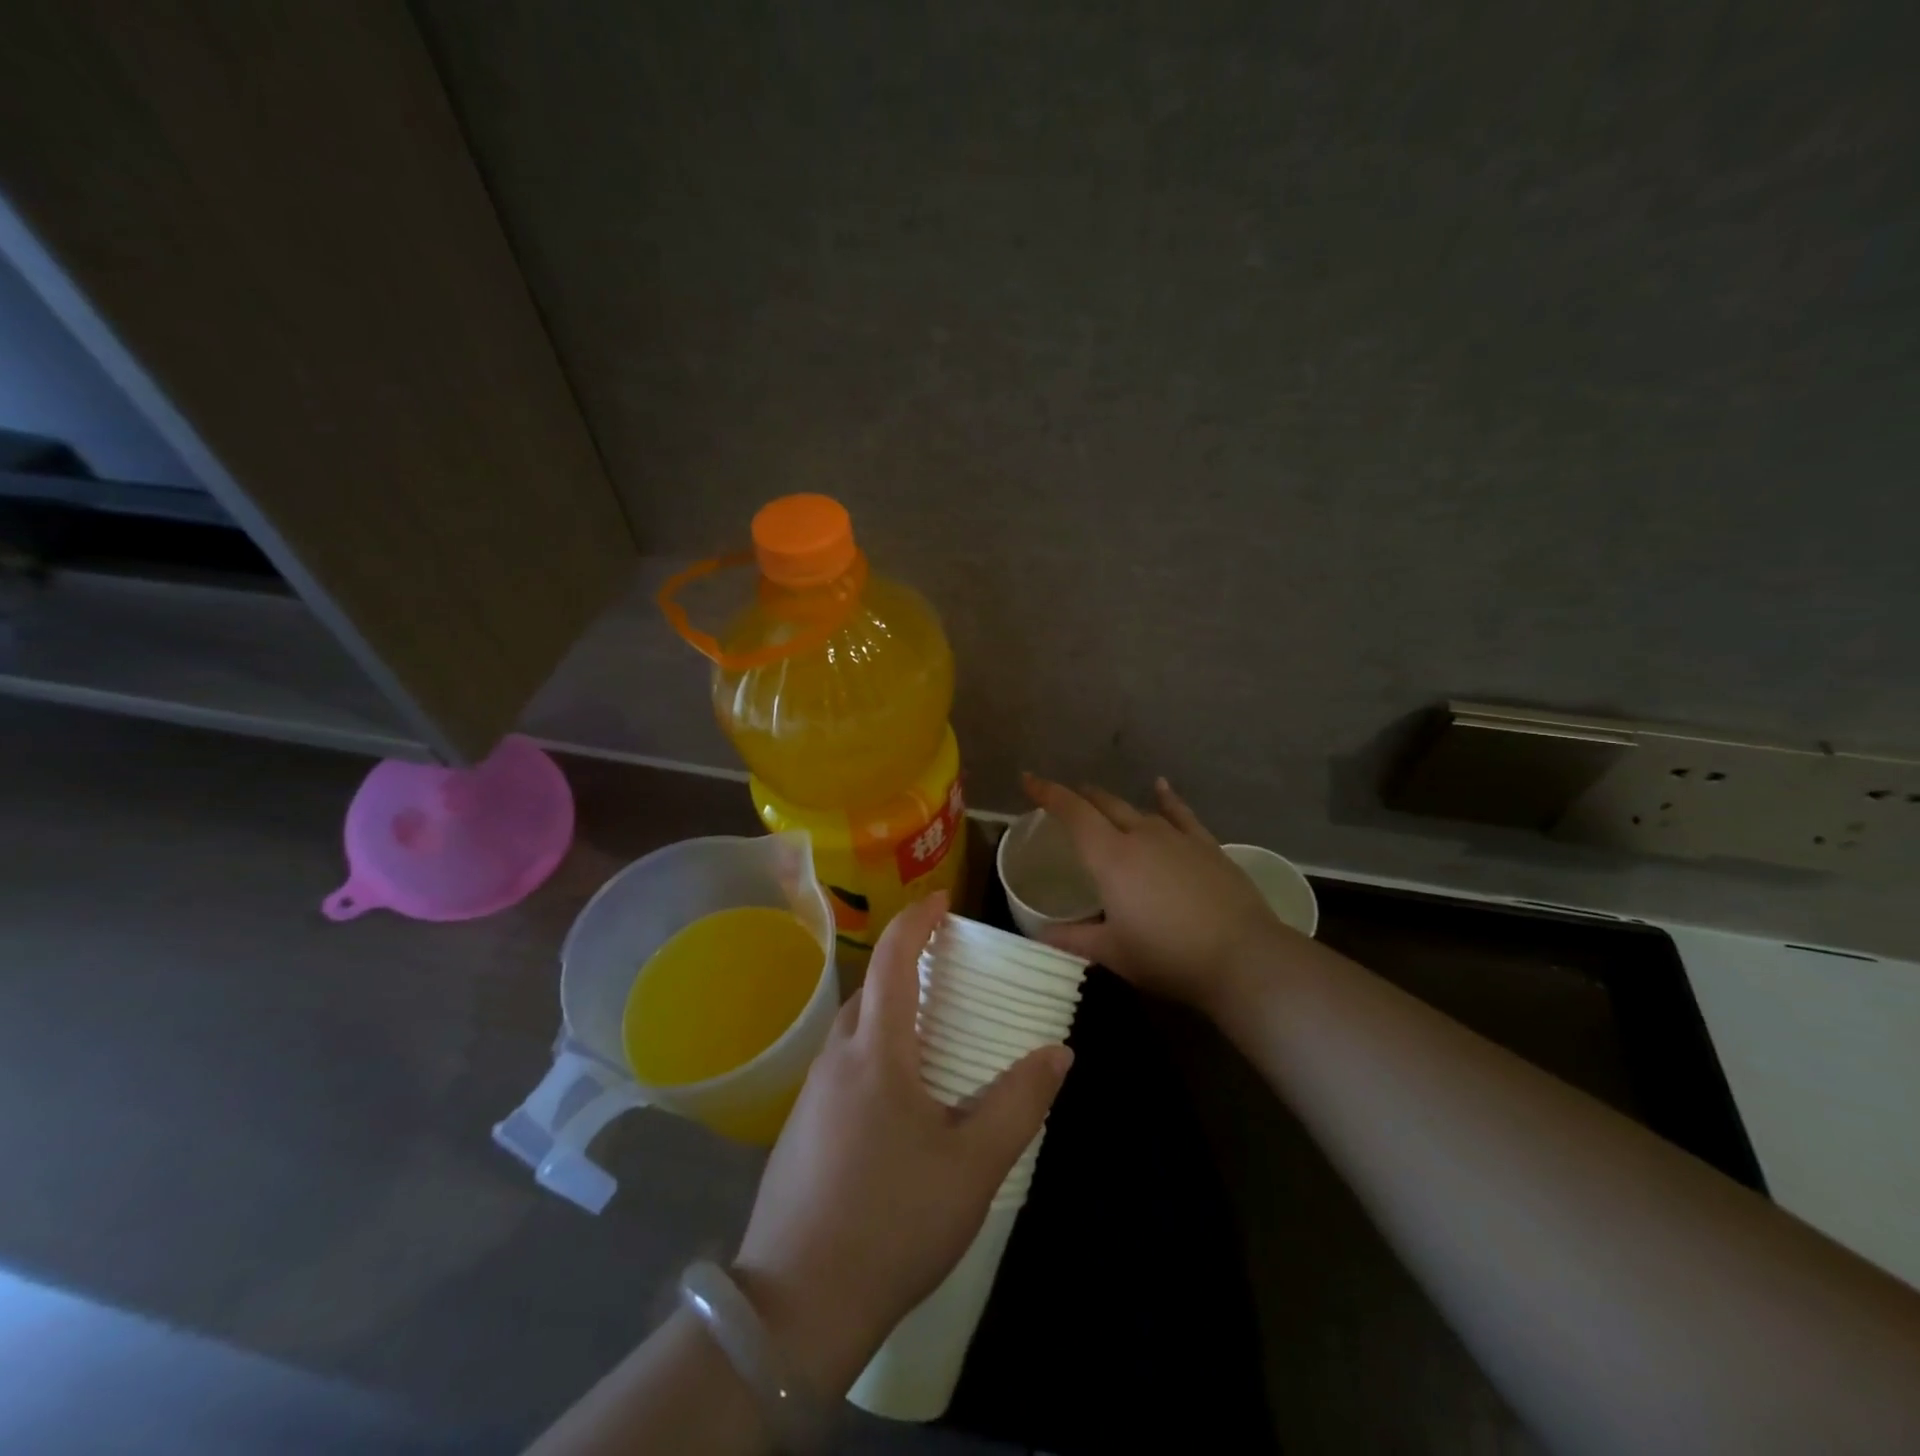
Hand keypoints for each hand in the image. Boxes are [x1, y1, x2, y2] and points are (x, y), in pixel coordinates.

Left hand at [732, 892, 1072, 1396]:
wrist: (796, 1308)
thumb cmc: (893, 1222)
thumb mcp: (973, 1166)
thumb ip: (1019, 1102)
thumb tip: (1058, 1052)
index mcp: (875, 1051)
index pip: (891, 960)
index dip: (916, 921)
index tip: (941, 900)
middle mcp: (835, 1059)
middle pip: (869, 991)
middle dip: (905, 966)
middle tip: (948, 972)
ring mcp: (810, 1096)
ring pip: (854, 1032)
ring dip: (889, 1014)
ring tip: (931, 1035)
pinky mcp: (800, 1131)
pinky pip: (843, 1068)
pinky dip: (874, 1055)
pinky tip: (897, 1101)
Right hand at [1022, 773, 1290, 1015]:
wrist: (1241, 957)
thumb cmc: (1167, 955)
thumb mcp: (1113, 951)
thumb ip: (1073, 939)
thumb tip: (1039, 935)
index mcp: (1110, 857)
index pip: (1072, 813)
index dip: (1047, 793)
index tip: (1028, 779)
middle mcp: (1140, 836)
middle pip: (1103, 804)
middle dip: (1079, 798)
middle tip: (1063, 798)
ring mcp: (1177, 837)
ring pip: (1137, 810)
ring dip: (1114, 805)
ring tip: (1101, 804)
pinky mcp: (1206, 846)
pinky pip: (1180, 814)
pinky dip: (1167, 799)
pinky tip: (1161, 787)